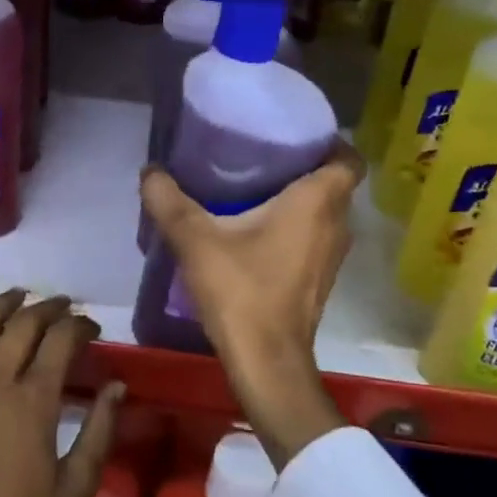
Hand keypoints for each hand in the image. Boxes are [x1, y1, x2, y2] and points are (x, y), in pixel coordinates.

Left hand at [0, 288, 122, 496]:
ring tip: (25, 296)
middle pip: (25, 323)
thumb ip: (99, 431)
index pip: (61, 340)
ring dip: (8, 302)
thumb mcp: (76, 486)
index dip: (80, 327)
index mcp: (34, 401)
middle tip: (67, 309)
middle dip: (51, 308)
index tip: (93, 330)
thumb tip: (116, 386)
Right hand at [139, 143, 361, 467]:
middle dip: (305, 165)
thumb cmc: (241, 291)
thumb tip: (150, 170)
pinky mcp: (321, 278)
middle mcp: (337, 223)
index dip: (327, 141)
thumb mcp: (196, 240)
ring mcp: (332, 255)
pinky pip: (316, 235)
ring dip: (300, 197)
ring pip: (326, 211)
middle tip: (263, 153)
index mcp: (318, 201)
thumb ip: (169, 201)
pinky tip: (257, 228)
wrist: (267, 362)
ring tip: (256, 185)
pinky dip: (296, 225)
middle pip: (334, 182)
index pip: (347, 157)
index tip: (293, 134)